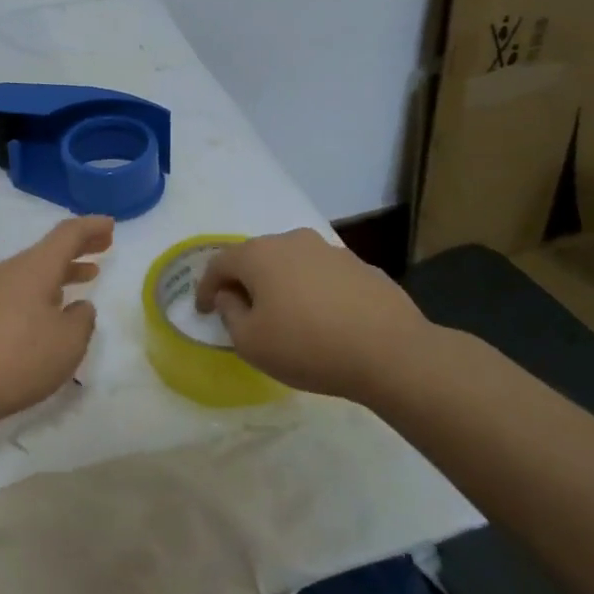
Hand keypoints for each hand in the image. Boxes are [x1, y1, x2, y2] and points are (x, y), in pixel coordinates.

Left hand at [0, 214, 113, 430]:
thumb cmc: (17, 360)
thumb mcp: (67, 343)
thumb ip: (82, 320)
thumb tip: (79, 307)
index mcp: (34, 268)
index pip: (68, 234)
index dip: (92, 228)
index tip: (111, 226)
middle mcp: (9, 271)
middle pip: (48, 250)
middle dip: (78, 247)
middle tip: (104, 246)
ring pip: (33, 271)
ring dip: (61, 272)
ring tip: (85, 276)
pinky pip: (18, 290)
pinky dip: (42, 290)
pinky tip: (50, 310)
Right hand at [193, 228, 434, 400]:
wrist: (391, 352)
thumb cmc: (308, 347)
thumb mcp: (251, 342)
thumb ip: (230, 313)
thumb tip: (230, 296)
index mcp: (259, 255)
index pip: (219, 264)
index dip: (205, 288)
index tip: (202, 311)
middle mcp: (293, 241)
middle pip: (256, 258)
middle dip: (243, 282)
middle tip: (240, 310)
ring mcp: (330, 251)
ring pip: (291, 264)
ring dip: (280, 285)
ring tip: (283, 315)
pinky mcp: (361, 267)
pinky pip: (322, 276)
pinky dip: (312, 292)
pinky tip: (321, 319)